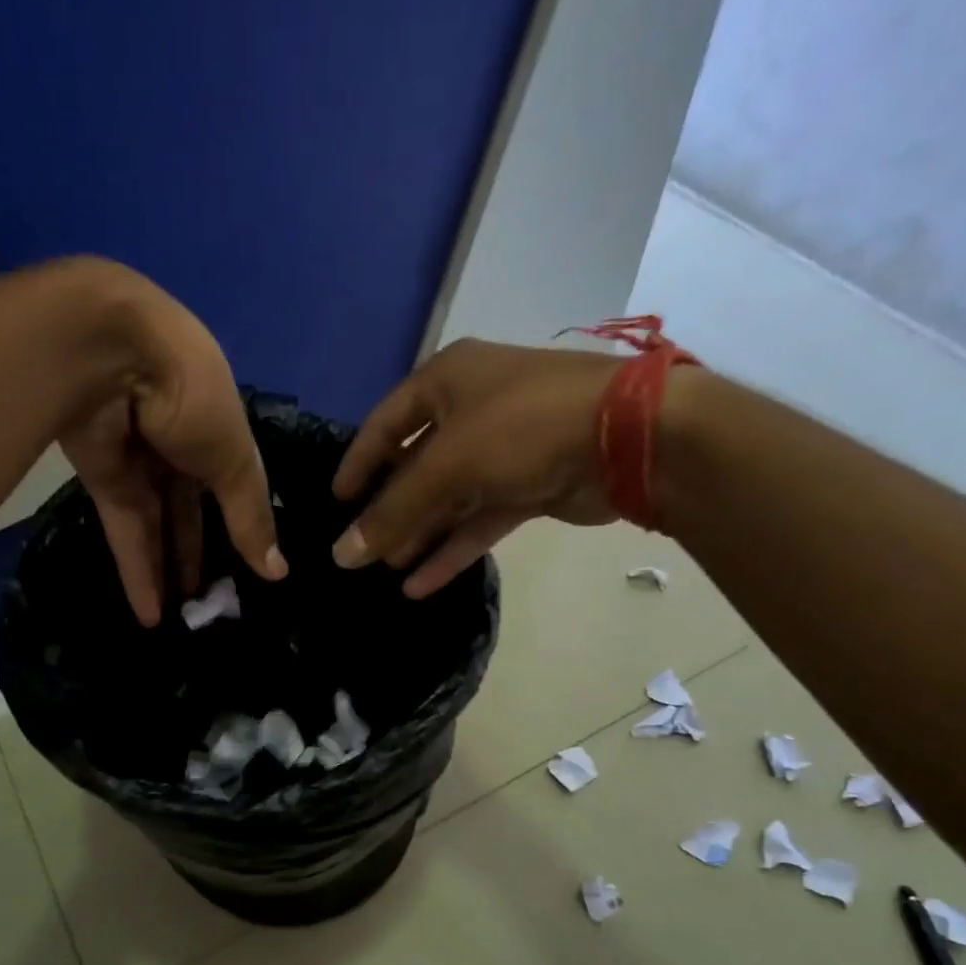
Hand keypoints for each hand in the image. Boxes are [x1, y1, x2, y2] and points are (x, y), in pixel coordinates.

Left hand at [58, 266, 284, 625]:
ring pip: (157, 526)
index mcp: (218, 428)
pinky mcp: (102, 479)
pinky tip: (150, 614)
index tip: (252, 569)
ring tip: (180, 622)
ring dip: (168, 572)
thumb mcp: (233, 458)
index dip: (242, 526)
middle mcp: (179, 444)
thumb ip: (250, 517)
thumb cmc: (190, 394)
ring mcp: (139, 461)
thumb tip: (277, 573)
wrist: (109, 353)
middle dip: (200, 555)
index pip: (234, 485)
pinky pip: (126, 531)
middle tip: (211, 604)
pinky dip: (137, 571)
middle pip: (192, 511)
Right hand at [329, 338, 620, 596]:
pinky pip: (479, 519)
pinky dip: (452, 549)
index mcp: (447, 380)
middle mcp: (472, 408)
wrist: (629, 437)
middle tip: (361, 548)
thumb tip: (342, 554)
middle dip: (390, 509)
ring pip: (449, 497)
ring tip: (386, 571)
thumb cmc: (521, 428)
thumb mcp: (447, 466)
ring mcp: (504, 449)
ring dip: (419, 534)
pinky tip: (421, 584)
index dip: (359, 462)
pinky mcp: (529, 485)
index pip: (386, 422)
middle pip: (417, 465)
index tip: (336, 502)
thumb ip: (393, 512)